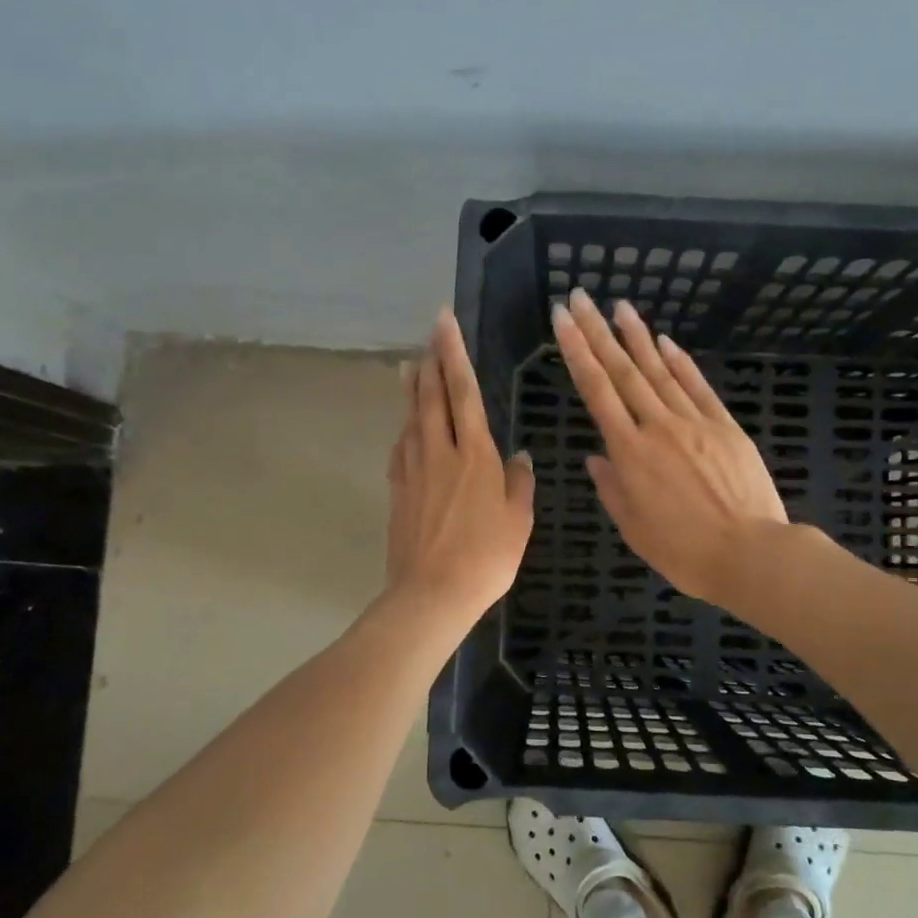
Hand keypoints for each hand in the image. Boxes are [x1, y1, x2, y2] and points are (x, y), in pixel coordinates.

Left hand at [386, 308, 534, 627]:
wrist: (432, 593)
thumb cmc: (486, 557)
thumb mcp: (518, 520)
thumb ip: (519, 483)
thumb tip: (519, 455)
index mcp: (474, 454)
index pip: (463, 392)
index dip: (454, 355)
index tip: (445, 324)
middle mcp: (439, 452)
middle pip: (431, 396)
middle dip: (431, 359)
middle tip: (429, 331)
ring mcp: (413, 470)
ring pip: (411, 418)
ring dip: (411, 388)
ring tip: (409, 365)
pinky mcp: (398, 491)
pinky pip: (400, 448)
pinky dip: (403, 428)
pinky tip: (405, 426)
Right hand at [552, 287, 786, 607]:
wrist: (750, 553)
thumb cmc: (684, 551)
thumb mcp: (634, 527)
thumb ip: (611, 488)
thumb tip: (595, 457)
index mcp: (629, 453)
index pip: (596, 390)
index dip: (577, 351)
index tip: (563, 319)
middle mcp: (657, 426)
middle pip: (623, 370)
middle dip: (598, 331)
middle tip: (580, 297)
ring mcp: (694, 422)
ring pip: (659, 371)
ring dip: (637, 336)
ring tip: (619, 306)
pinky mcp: (725, 426)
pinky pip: (697, 386)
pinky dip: (679, 362)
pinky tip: (665, 341)